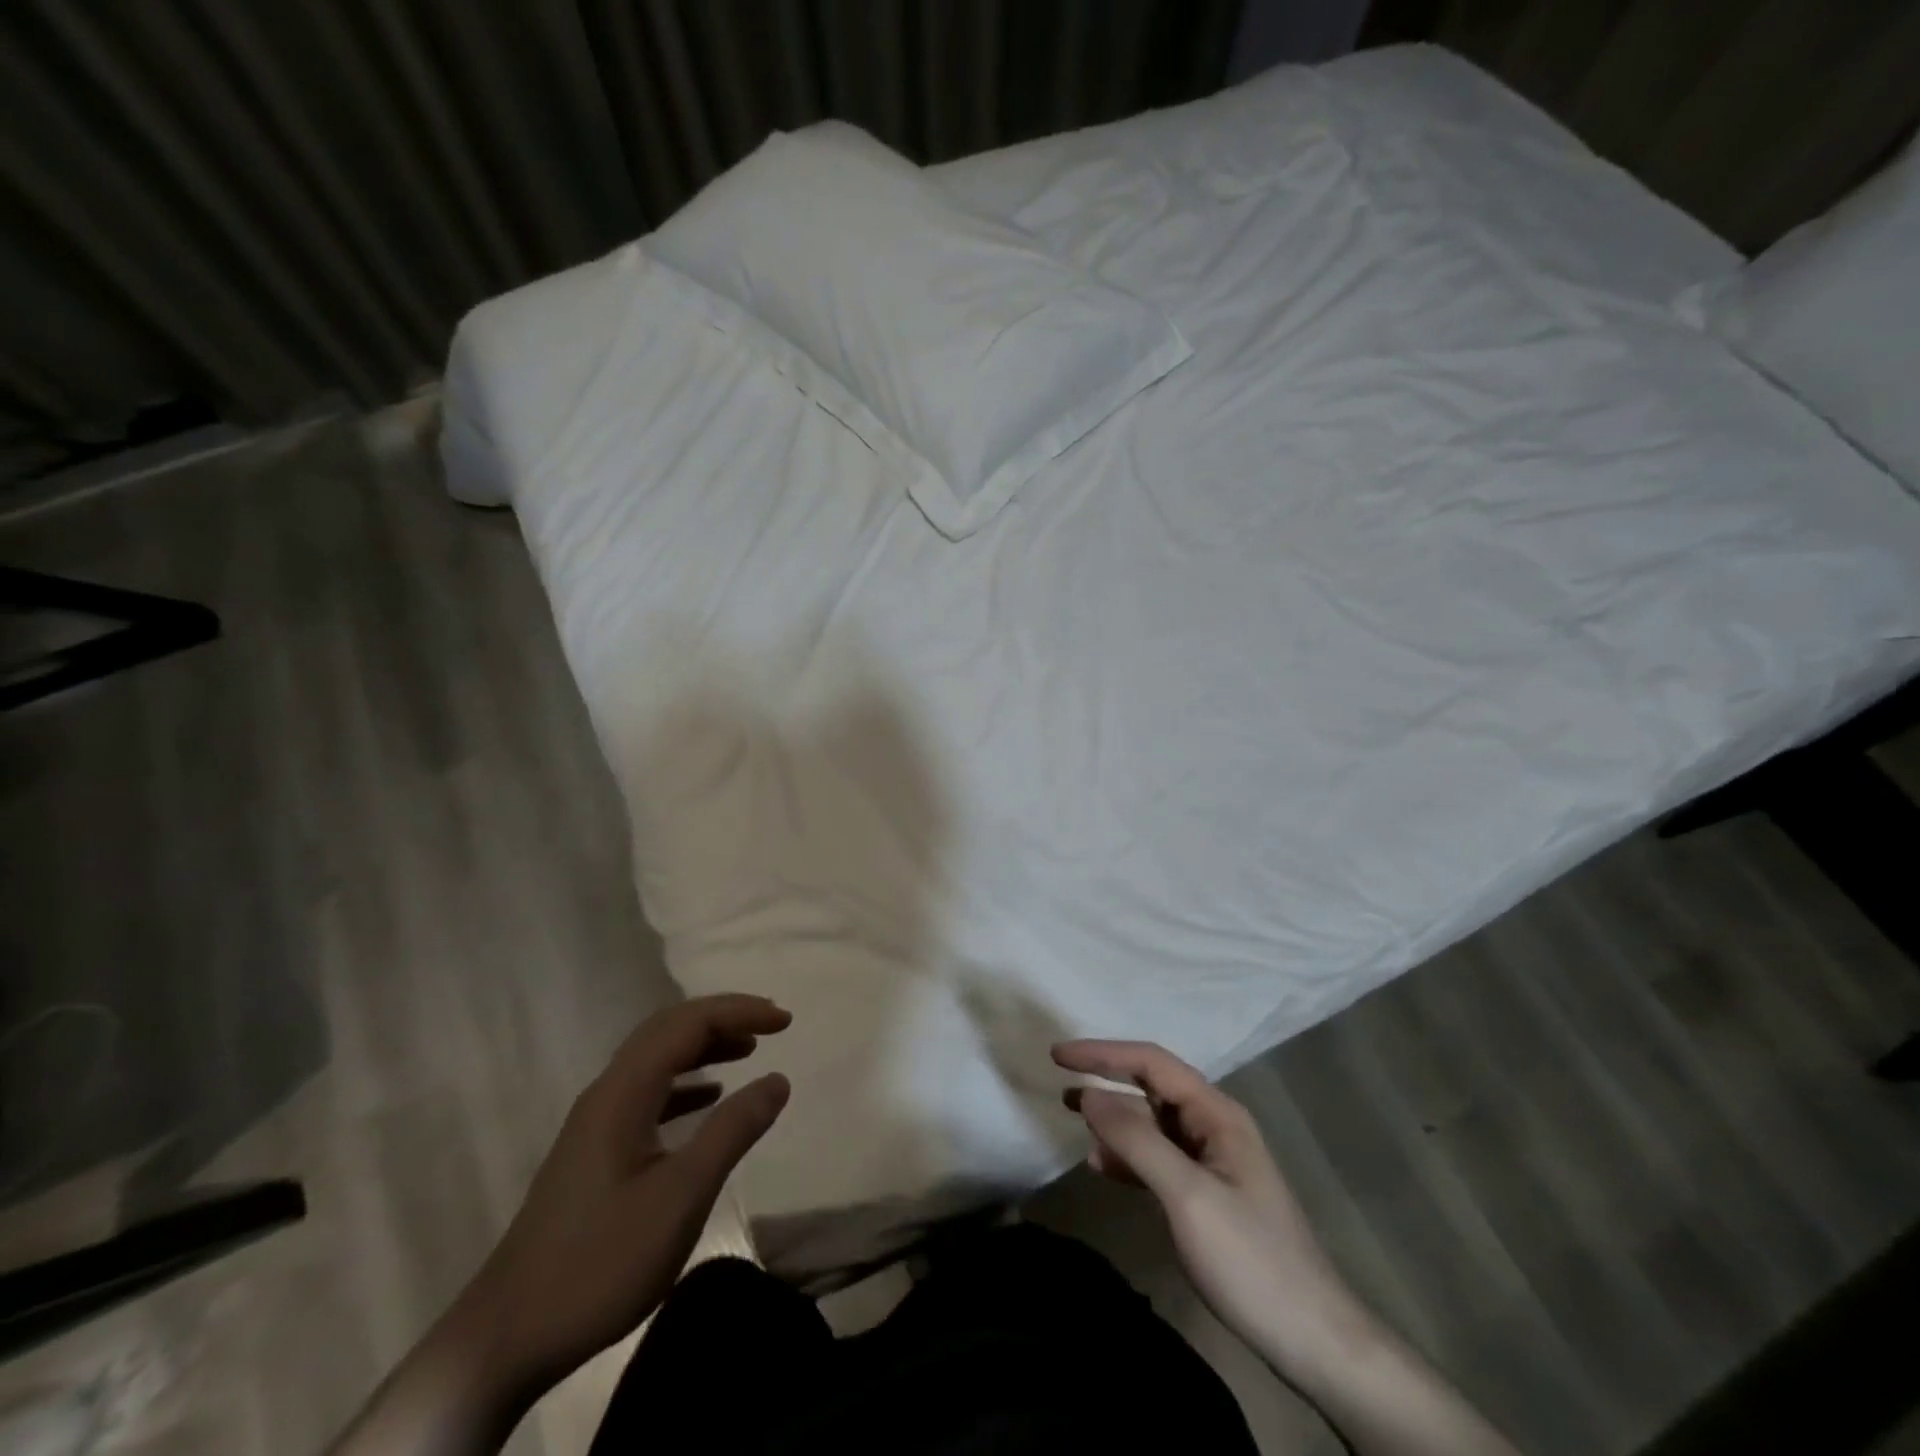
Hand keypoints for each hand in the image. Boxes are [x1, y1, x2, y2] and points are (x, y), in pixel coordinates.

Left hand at [448, 995, 791, 1406]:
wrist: (506, 1338)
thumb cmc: (599, 1262)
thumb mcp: (680, 1197)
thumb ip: (732, 1131)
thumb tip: (777, 1078)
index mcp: (623, 1092)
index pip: (687, 1024)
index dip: (739, 1012)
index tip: (785, 1021)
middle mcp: (607, 1093)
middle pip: (668, 1030)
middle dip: (723, 1017)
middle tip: (772, 1022)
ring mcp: (596, 1123)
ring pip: (657, 1059)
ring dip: (704, 1045)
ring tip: (749, 1048)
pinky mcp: (595, 1151)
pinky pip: (648, 1092)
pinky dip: (686, 1082)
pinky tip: (709, 1097)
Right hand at [1051, 1039, 1371, 1375]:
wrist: (1312, 1339)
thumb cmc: (1250, 1259)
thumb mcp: (1188, 1196)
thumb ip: (1137, 1140)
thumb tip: (1089, 1095)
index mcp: (1216, 1113)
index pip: (1152, 1063)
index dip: (1103, 1053)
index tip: (1058, 1056)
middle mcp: (1214, 1125)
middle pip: (1152, 1087)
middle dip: (1106, 1080)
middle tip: (1060, 1082)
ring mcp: (1212, 1160)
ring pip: (1153, 1123)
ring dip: (1114, 1119)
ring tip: (1073, 1118)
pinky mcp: (1207, 1193)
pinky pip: (1159, 1158)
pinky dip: (1128, 1156)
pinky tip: (1103, 1166)